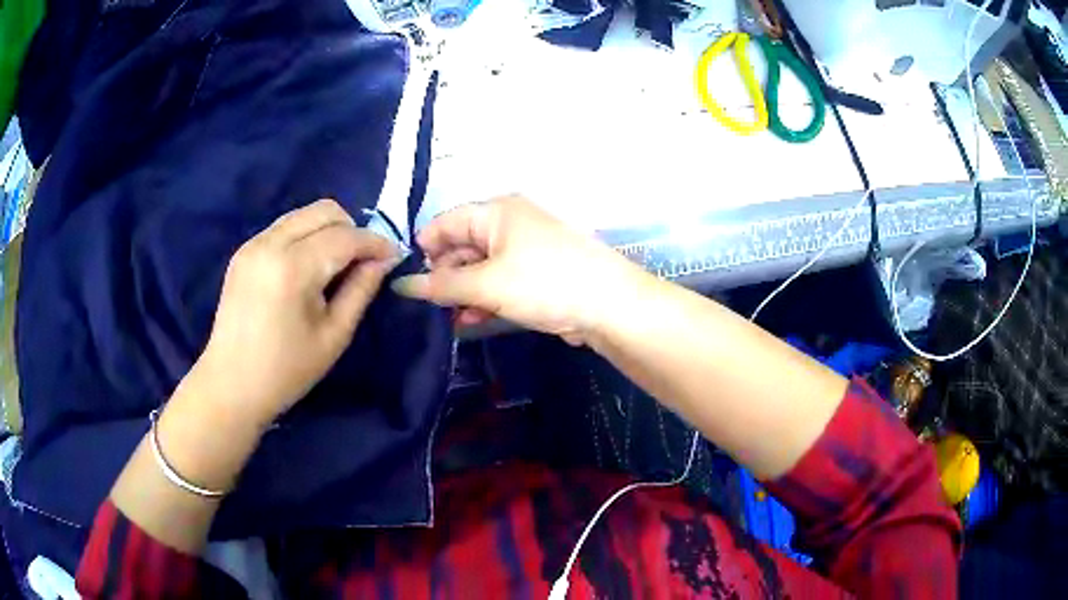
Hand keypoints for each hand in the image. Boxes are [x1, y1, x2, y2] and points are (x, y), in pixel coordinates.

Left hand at [193, 199, 397, 427]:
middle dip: (351, 229)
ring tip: (337, 264)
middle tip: (363, 260)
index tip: (393, 255)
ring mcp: (253, 244)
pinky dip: (305, 237)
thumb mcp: (333, 336)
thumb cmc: (286, 371)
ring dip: (328, 230)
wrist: (231, 385)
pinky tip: (308, 268)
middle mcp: (270, 243)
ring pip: (303, 214)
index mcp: (293, 268)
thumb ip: (361, 290)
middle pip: (324, 211)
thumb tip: (383, 260)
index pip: (344, 237)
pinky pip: (284, 227)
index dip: (374, 242)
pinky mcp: (244, 252)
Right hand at [392, 196, 642, 344]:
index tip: (411, 283)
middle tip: (432, 307)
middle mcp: (509, 222)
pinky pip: (499, 279)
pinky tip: (473, 319)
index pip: (444, 222)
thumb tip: (401, 285)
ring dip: (463, 291)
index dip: (424, 251)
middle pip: (461, 244)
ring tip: (451, 319)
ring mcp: (525, 247)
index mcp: (496, 211)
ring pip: (480, 266)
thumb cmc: (544, 283)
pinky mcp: (536, 271)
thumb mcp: (487, 284)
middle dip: (444, 275)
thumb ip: (441, 285)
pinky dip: (485, 297)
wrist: (609, 305)